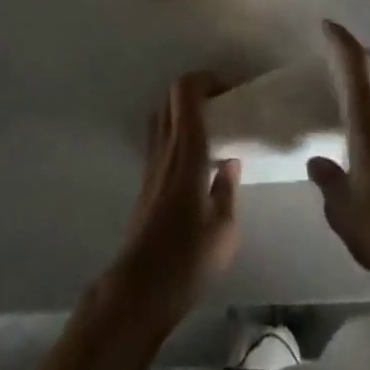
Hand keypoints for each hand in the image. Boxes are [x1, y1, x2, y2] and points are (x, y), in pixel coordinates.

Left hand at [111, 71, 241, 322]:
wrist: (139, 290)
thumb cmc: (186, 260)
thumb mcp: (224, 231)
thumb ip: (228, 189)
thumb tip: (230, 161)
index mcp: (186, 151)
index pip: (186, 91)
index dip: (206, 79)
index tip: (229, 90)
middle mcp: (165, 147)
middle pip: (172, 95)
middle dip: (198, 90)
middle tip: (223, 105)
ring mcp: (152, 162)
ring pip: (163, 113)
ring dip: (185, 109)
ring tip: (211, 128)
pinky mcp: (146, 179)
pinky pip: (160, 136)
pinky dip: (177, 130)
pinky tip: (196, 158)